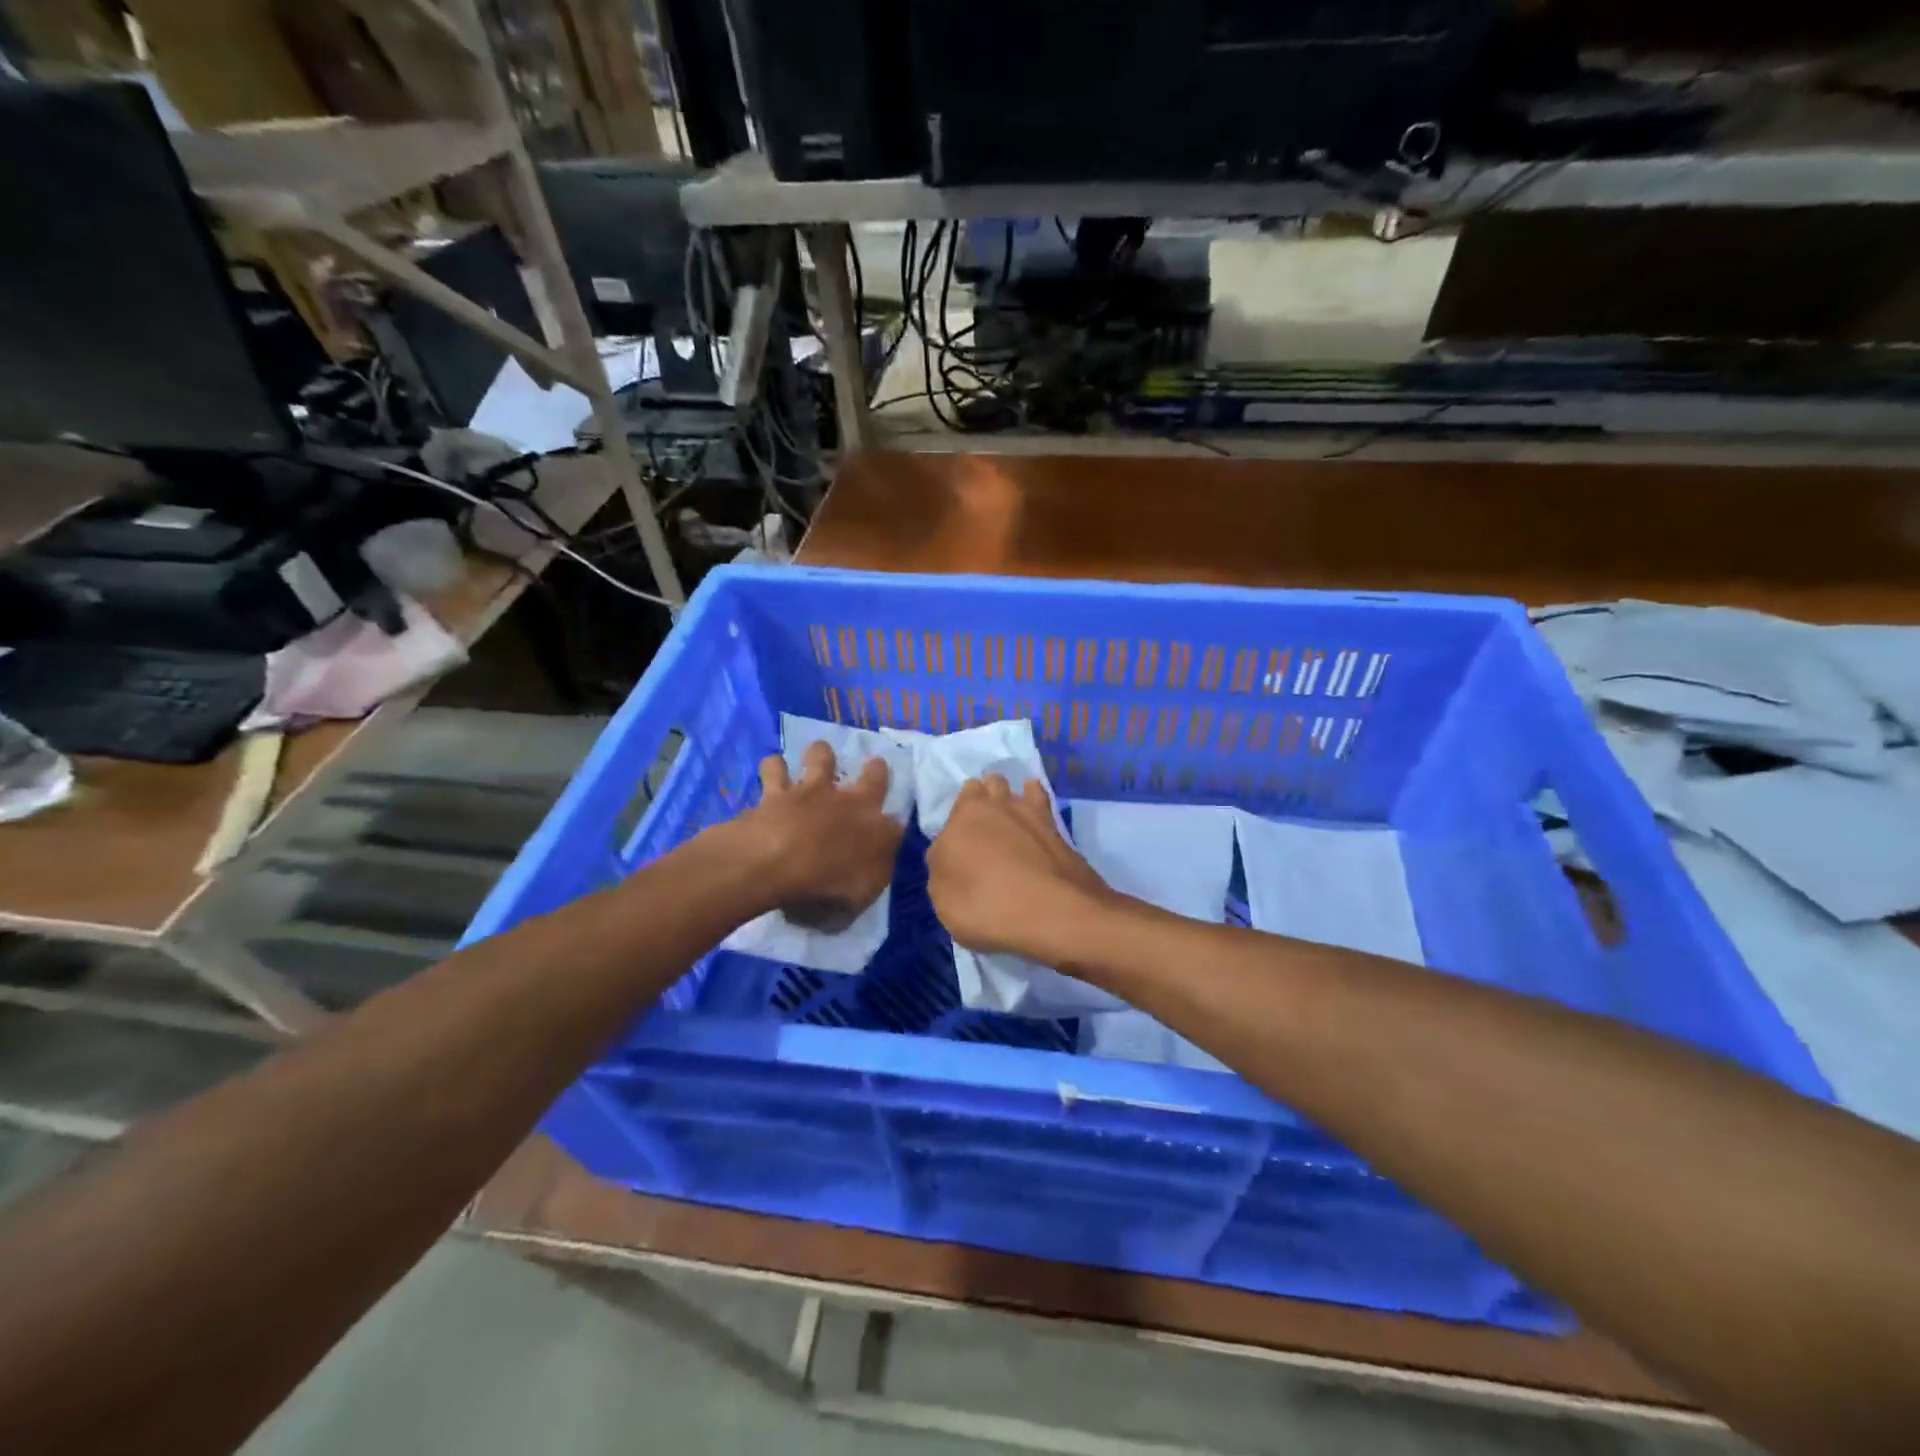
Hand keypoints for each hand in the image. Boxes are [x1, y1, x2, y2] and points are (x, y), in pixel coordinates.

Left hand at [724, 741, 903, 930]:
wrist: (778, 860)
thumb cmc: (824, 887)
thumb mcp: (857, 899)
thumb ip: (868, 879)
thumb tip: (871, 870)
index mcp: (878, 832)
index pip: (897, 826)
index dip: (894, 828)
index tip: (892, 831)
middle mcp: (852, 803)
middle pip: (874, 776)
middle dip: (876, 770)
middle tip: (875, 763)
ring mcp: (814, 790)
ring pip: (823, 757)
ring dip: (822, 753)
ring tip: (819, 752)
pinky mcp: (778, 789)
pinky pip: (775, 768)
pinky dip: (774, 767)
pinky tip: (772, 766)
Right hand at [926, 775, 1114, 960]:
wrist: (1054, 912)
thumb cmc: (987, 907)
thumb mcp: (944, 900)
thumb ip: (943, 870)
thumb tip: (949, 856)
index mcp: (961, 819)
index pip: (954, 808)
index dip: (957, 823)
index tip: (959, 841)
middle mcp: (993, 806)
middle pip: (983, 788)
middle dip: (981, 797)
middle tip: (982, 822)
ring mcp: (1028, 812)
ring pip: (1011, 788)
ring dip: (1006, 793)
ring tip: (1005, 808)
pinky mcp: (1056, 825)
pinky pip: (1040, 798)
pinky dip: (1034, 795)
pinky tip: (1034, 800)